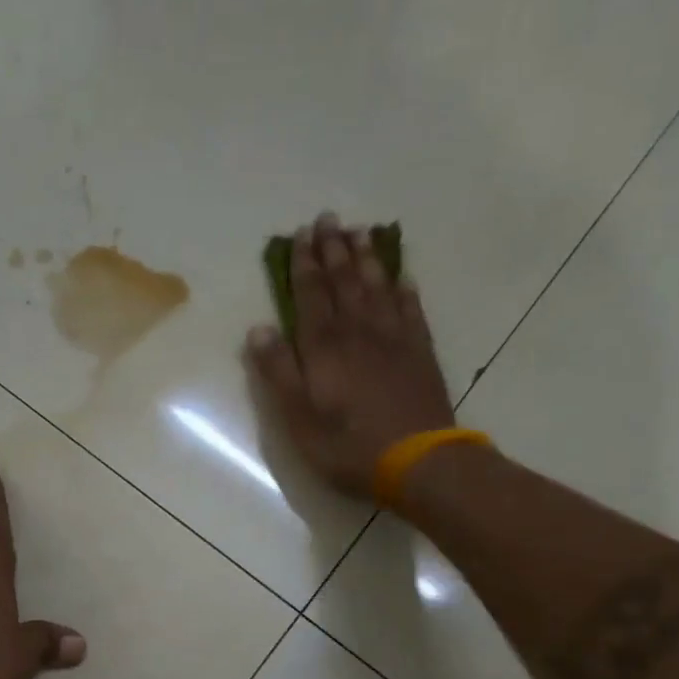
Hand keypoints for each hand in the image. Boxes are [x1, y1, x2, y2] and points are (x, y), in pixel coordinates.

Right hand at [245, 212, 456, 498]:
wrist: (417, 460)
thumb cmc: (347, 446)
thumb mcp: (298, 418)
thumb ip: (278, 372)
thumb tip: (259, 329)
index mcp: (324, 347)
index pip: (310, 295)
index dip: (304, 264)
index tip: (300, 234)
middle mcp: (359, 332)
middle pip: (344, 282)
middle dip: (334, 249)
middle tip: (329, 218)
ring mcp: (394, 339)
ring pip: (377, 287)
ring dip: (366, 258)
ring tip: (360, 232)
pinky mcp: (420, 352)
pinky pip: (411, 309)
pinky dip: (404, 289)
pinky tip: (401, 276)